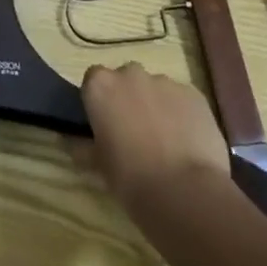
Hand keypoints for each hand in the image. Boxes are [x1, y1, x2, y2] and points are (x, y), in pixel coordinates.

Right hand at [81, 62, 230, 220]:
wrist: (184, 191)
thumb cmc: (130, 178)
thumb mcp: (98, 165)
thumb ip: (82, 146)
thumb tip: (71, 141)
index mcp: (101, 86)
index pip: (93, 80)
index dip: (99, 101)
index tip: (103, 123)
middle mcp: (131, 74)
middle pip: (126, 79)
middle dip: (128, 98)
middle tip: (133, 132)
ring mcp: (166, 81)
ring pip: (156, 88)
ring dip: (156, 105)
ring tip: (165, 141)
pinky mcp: (194, 94)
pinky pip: (182, 99)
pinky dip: (181, 114)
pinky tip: (186, 142)